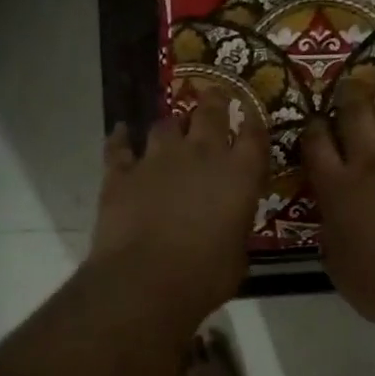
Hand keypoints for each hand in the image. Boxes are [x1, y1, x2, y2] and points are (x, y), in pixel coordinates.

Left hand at [89, 96, 268, 322]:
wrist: (145, 281)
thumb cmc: (205, 277)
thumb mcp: (237, 256)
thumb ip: (235, 229)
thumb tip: (229, 225)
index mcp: (239, 175)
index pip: (254, 136)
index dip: (254, 121)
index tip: (252, 113)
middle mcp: (201, 155)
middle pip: (209, 113)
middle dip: (214, 102)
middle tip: (214, 94)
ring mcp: (157, 160)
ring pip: (165, 124)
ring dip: (171, 125)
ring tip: (171, 126)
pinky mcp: (121, 173)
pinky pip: (119, 146)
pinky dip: (121, 138)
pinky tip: (121, 132)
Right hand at [303, 76, 374, 324]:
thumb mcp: (337, 262)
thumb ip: (332, 229)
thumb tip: (333, 215)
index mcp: (338, 188)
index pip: (316, 146)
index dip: (314, 128)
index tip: (315, 120)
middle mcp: (372, 162)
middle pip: (355, 116)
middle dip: (350, 96)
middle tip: (350, 84)